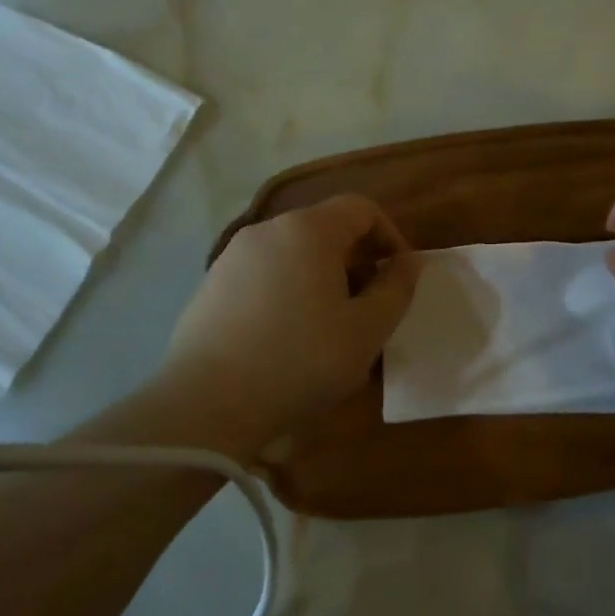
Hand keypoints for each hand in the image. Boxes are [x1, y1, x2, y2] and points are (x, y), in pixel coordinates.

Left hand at [165, 195, 419, 437]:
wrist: (205, 407)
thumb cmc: (300, 361)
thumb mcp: (367, 330)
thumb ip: (396, 288)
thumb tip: (408, 262)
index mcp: (308, 230)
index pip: (361, 208)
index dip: (390, 236)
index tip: (399, 276)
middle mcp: (267, 230)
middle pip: (326, 228)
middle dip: (357, 260)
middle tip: (369, 306)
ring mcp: (232, 257)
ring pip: (293, 253)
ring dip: (322, 278)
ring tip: (330, 326)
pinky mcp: (210, 287)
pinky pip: (264, 275)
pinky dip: (288, 291)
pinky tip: (287, 338)